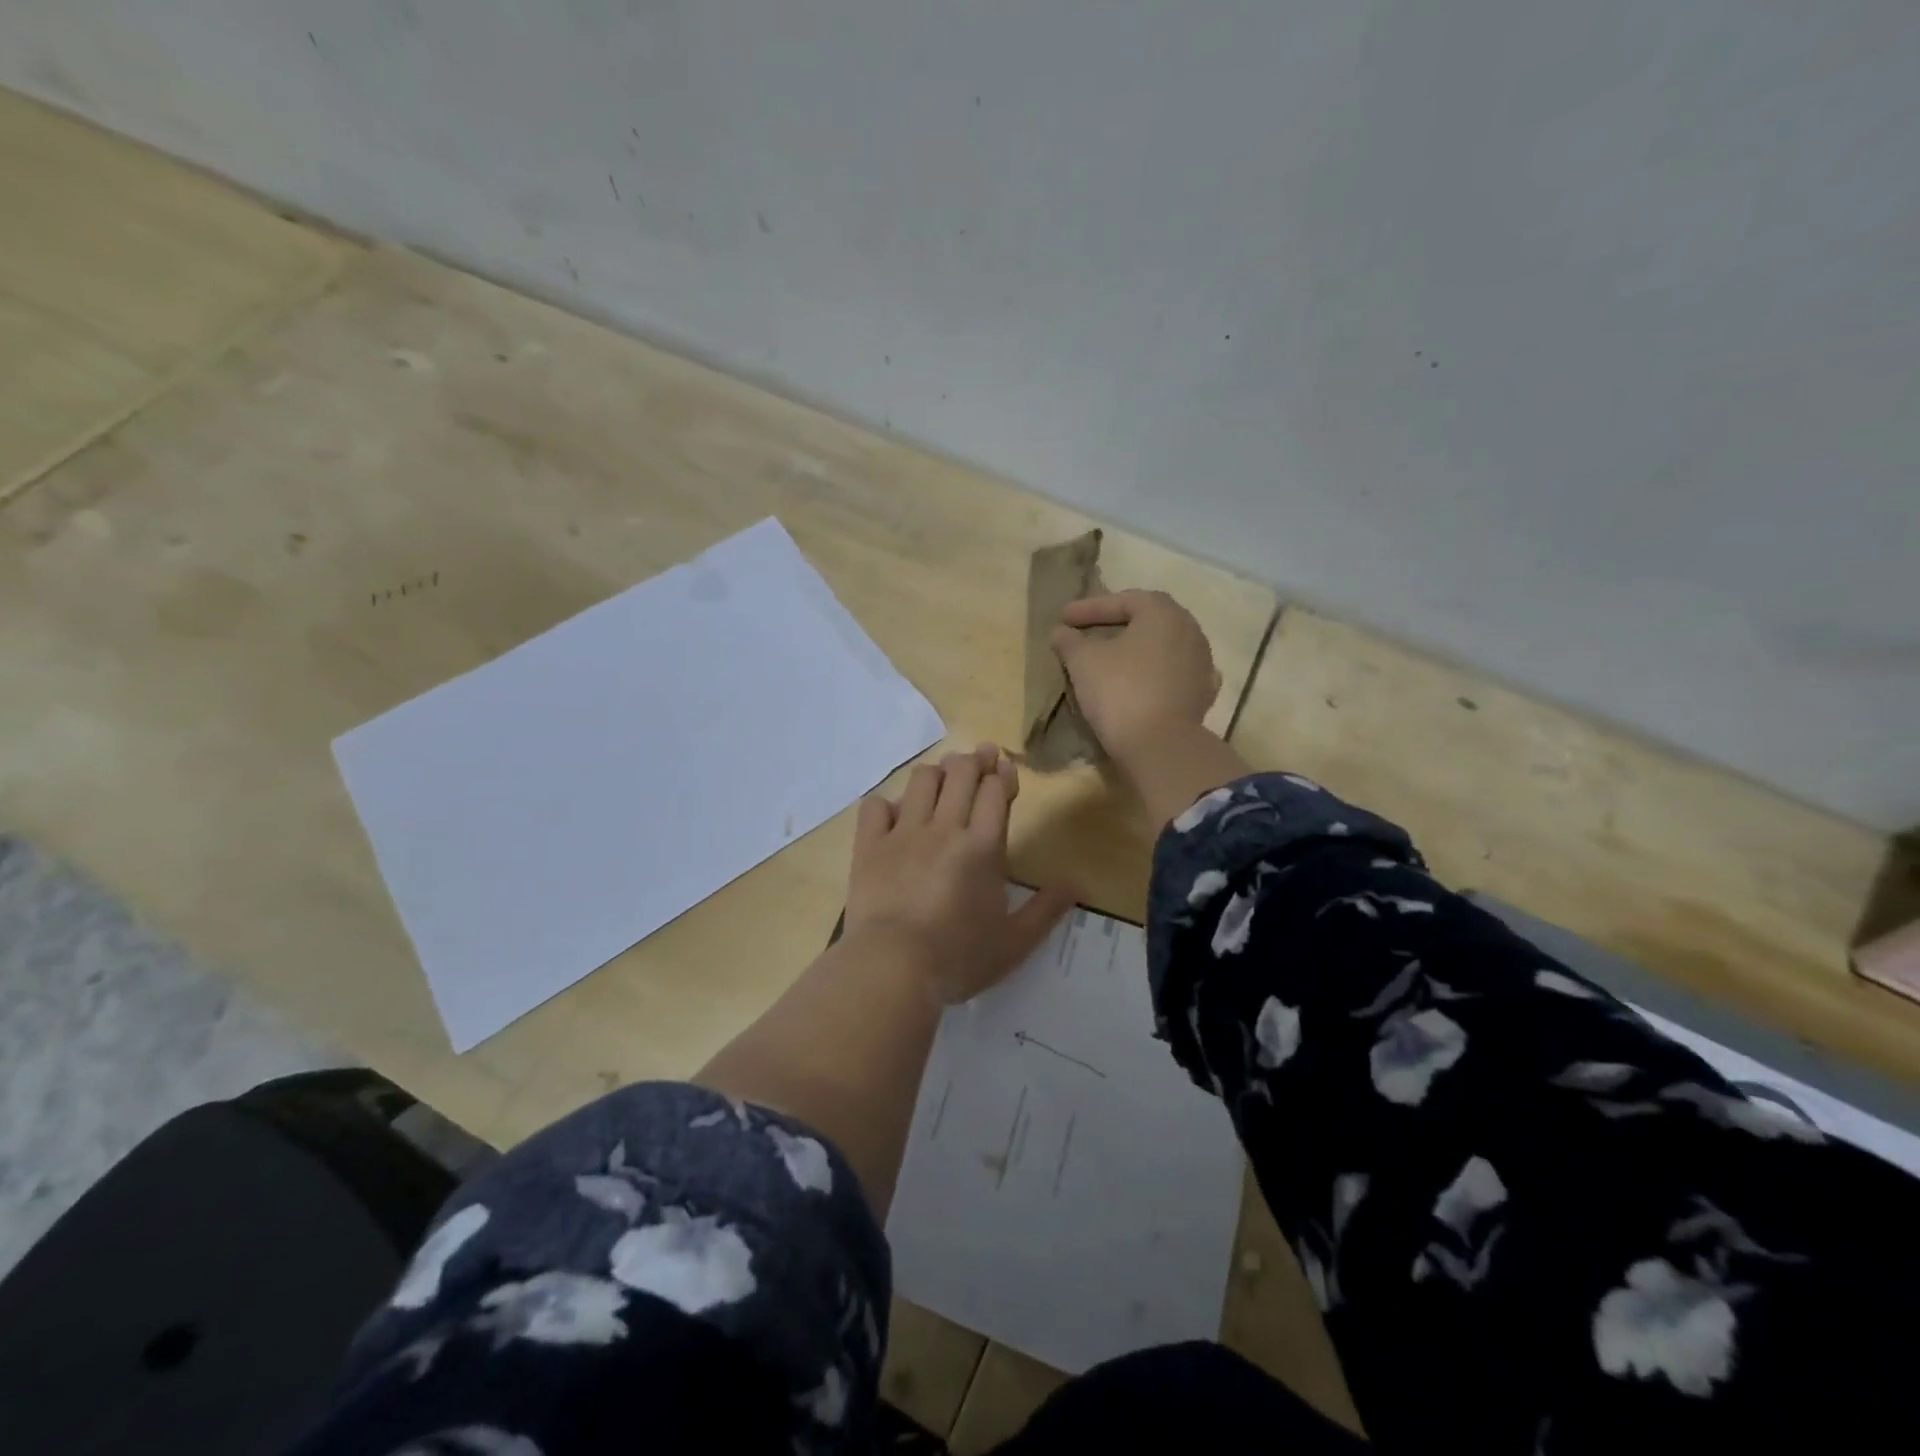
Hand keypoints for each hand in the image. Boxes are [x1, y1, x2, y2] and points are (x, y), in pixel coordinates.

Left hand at [846, 743, 1075, 1003]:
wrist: (893, 967)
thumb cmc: (959, 957)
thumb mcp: (1014, 943)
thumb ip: (1046, 910)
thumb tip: (1076, 886)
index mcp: (982, 847)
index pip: (995, 791)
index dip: (1002, 774)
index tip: (1005, 769)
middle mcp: (944, 828)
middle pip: (961, 773)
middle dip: (975, 759)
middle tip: (981, 757)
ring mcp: (903, 832)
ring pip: (922, 780)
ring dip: (937, 773)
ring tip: (943, 779)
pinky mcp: (869, 845)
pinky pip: (875, 805)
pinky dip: (887, 803)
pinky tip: (895, 814)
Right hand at [1049, 590, 1221, 763]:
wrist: (1161, 746)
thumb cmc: (1119, 691)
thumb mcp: (1083, 662)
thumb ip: (1069, 641)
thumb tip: (1060, 632)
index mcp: (1164, 613)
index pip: (1123, 600)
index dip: (1090, 608)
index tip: (1064, 618)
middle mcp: (1190, 631)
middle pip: (1148, 620)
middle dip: (1117, 624)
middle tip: (1089, 631)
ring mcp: (1202, 664)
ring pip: (1163, 647)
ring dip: (1136, 650)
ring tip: (1112, 659)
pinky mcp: (1202, 695)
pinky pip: (1173, 674)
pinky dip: (1153, 674)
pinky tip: (1140, 682)